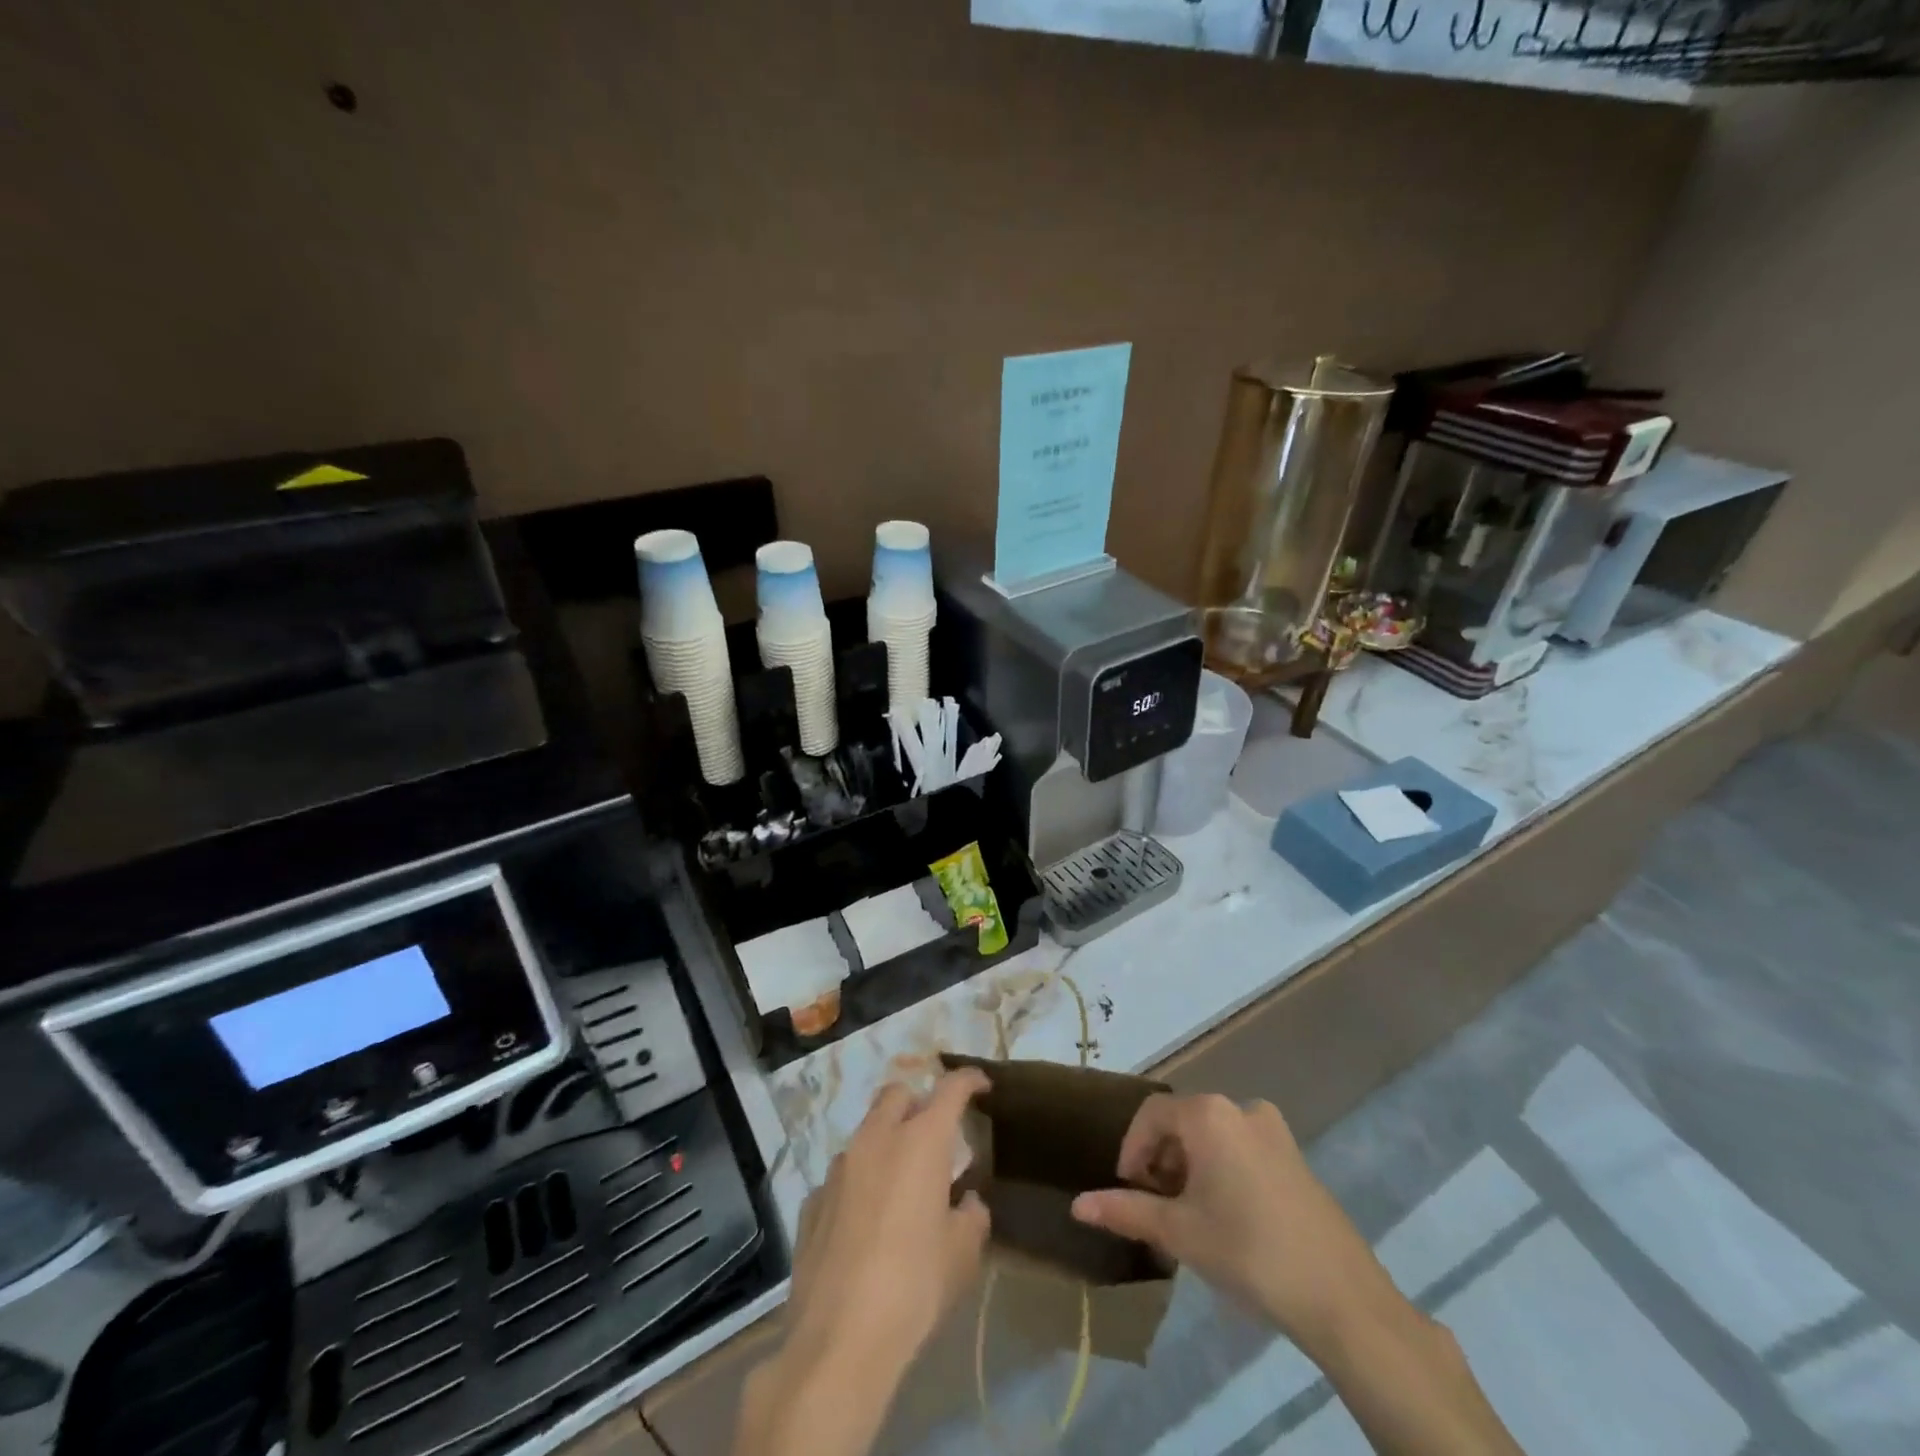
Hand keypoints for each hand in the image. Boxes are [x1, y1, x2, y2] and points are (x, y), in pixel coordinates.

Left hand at [786, 1068, 992, 1364]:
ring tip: (901, 1182)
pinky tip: (865, 1220)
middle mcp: (876, 1139)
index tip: (981, 1085)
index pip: (950, 1088)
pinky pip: (842, 1174)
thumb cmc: (914, 1287)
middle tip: (935, 1135)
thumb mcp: (962, 1255)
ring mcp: (838, 1167)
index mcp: (920, 1141)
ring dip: (887, 1141)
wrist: (838, 1339)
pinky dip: (860, 1181)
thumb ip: (971, 1216)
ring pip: (866, 1131)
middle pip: (898, 1094)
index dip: (968, 1080)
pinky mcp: (812, 1199)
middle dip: (919, 1103)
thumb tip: (967, 1201)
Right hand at [1070, 1093, 1398, 1358]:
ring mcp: (1273, 1130)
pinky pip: (1241, 1147)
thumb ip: (1126, 1211)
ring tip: (1187, 1215)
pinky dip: (1220, 1169)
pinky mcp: (1295, 1156)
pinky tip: (1225, 1216)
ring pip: (1212, 1136)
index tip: (1127, 1190)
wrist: (1342, 1298)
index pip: (1151, 1115)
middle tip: (1155, 1207)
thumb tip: (1077, 1205)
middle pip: (1182, 1122)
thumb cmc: (1249, 1252)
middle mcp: (1240, 1108)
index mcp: (1209, 1114)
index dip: (1131, 1149)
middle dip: (1161, 1160)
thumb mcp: (1180, 1233)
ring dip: (1190, 1166)